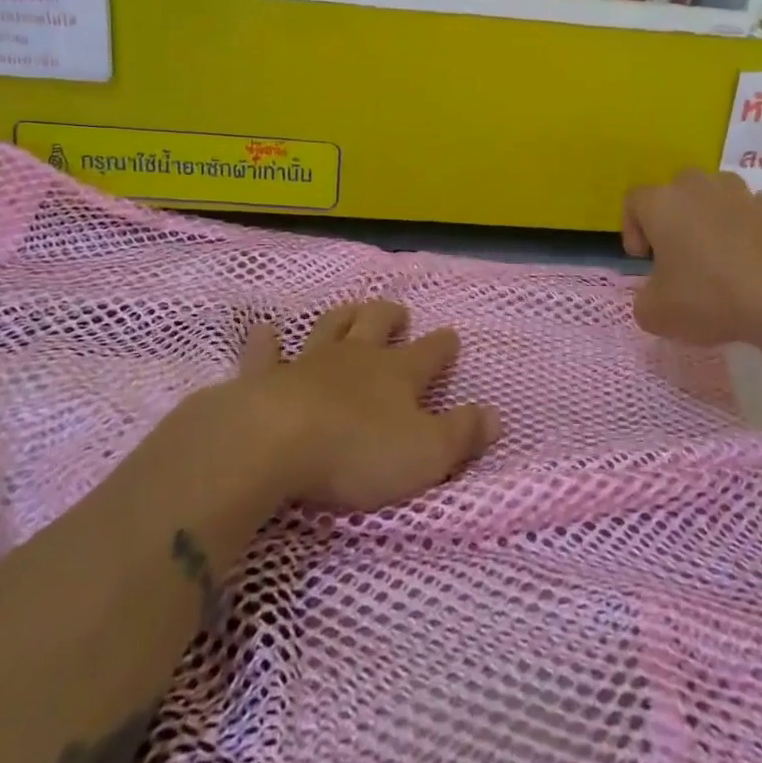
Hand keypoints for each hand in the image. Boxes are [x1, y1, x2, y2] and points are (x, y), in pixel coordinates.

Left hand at [237, 300, 499, 511]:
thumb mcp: (426, 453)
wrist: (275, 442)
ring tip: (351, 310)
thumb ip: (462, 434)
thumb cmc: (358, 451)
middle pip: (377, 324)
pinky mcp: (266, 377)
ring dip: (343, 316)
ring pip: (330, 326)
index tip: (452, 337)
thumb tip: (496, 415)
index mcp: (399, 373)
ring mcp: (309, 362)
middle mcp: (357, 357)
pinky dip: (267, 340)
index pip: (430, 353)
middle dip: (391, 316)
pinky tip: (265, 330)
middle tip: (399, 314)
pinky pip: (266, 352)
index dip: (443, 345)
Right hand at [622, 169, 761, 348]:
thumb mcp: (656, 313)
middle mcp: (697, 186)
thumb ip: (644, 300)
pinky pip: (750, 209)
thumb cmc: (708, 297)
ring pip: (714, 194)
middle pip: (675, 192)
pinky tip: (752, 255)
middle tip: (678, 255)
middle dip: (673, 218)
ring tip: (718, 253)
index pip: (634, 202)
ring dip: (710, 216)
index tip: (644, 260)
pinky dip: (747, 225)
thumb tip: (654, 295)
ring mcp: (739, 191)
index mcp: (662, 203)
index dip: (632, 229)